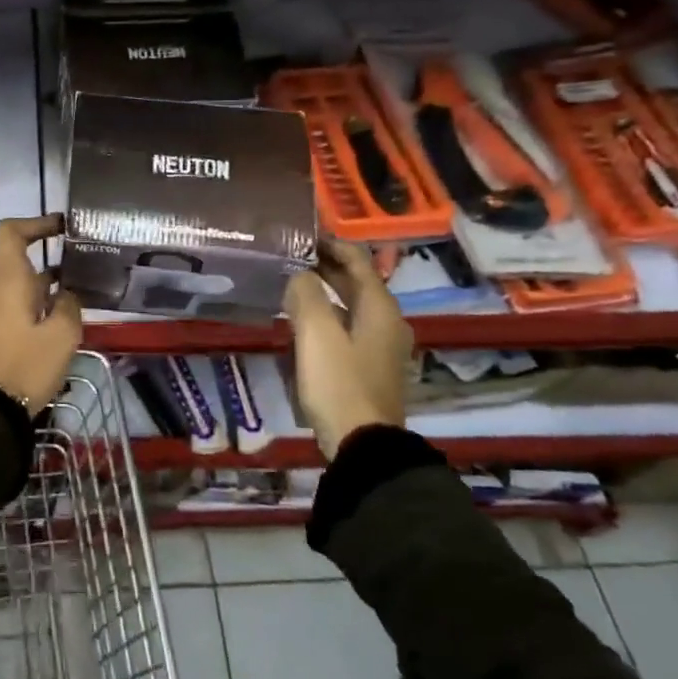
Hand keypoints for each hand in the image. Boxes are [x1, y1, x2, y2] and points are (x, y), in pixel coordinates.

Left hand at [0, 214, 82, 411]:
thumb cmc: (24, 364)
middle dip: (42, 252)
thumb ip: (69, 305)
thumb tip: (66, 293)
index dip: (35, 222)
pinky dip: (30, 298)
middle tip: (75, 259)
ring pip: (12, 280)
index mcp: (6, 277)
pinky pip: (8, 300)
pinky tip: (55, 315)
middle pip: (11, 254)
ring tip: (72, 288)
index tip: (61, 227)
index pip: (11, 231)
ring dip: (39, 279)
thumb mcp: (62, 335)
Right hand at [282, 239, 413, 460]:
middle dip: (326, 265)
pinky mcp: (370, 366)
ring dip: (326, 290)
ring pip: (352, 305)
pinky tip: (304, 320)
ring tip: (292, 283)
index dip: (330, 244)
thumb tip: (298, 275)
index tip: (301, 234)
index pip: (357, 260)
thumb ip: (305, 294)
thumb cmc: (339, 382)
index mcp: (380, 307)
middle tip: (290, 256)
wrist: (363, 444)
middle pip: (357, 282)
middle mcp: (387, 321)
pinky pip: (349, 326)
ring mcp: (382, 346)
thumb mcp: (316, 332)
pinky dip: (328, 314)